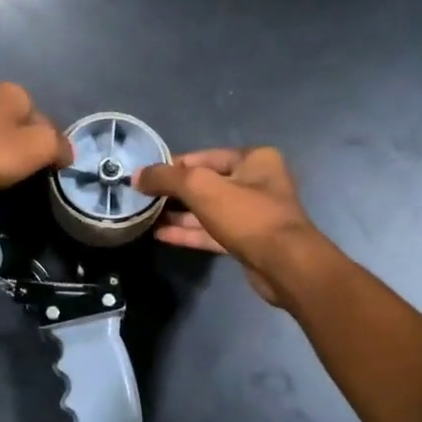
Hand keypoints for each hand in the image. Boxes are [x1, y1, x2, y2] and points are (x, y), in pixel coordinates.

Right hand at [134, 147, 330, 307]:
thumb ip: (167, 177)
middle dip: (174, 192)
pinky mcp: (248, 241)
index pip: (203, 157)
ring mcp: (253, 214)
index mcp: (254, 159)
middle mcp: (257, 182)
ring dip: (179, 214)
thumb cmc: (246, 215)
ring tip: (146, 216)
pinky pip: (213, 232)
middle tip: (142, 198)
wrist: (284, 265)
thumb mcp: (201, 187)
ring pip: (208, 210)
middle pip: (205, 183)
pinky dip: (189, 232)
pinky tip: (161, 235)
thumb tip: (137, 175)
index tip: (144, 176)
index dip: (172, 165)